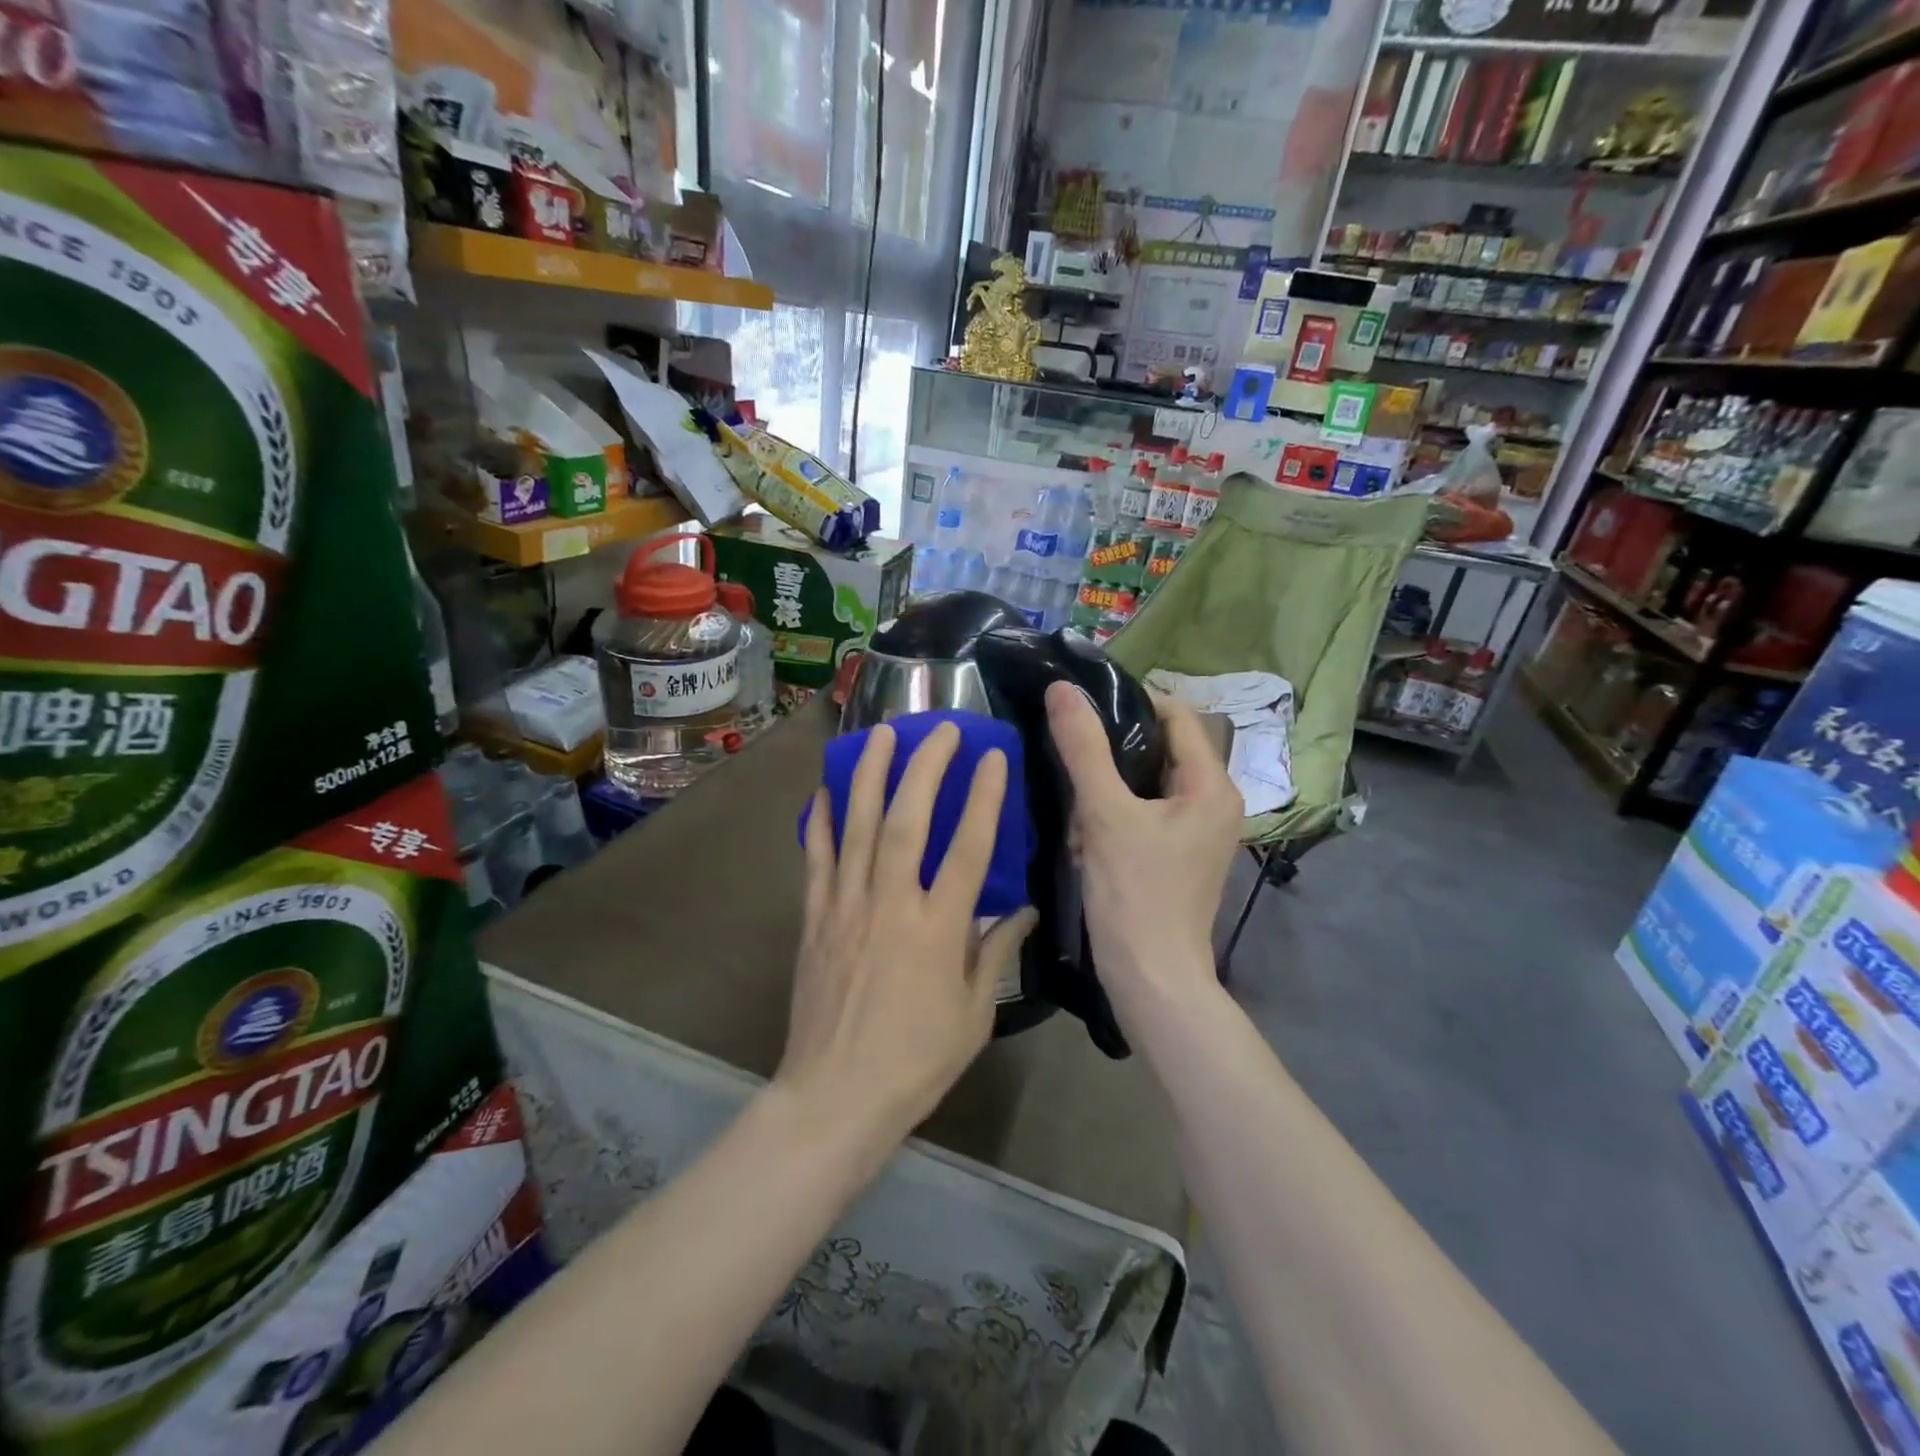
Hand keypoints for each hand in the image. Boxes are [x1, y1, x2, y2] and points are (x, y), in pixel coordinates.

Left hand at [780, 721, 1036, 1148]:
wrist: (836, 1096)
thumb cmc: (916, 1060)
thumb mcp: (975, 1014)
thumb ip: (997, 953)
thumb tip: (1026, 910)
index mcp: (938, 929)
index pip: (968, 848)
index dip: (983, 797)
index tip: (993, 757)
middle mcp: (891, 904)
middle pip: (908, 819)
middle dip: (925, 767)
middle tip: (939, 729)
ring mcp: (846, 906)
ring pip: (858, 826)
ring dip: (869, 774)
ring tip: (879, 734)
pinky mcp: (814, 918)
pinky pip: (817, 858)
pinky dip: (821, 820)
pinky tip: (826, 789)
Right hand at [1045, 681, 1241, 1003]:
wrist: (1151, 980)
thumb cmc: (1135, 894)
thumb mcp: (1105, 814)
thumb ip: (1084, 748)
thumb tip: (1062, 690)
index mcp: (1211, 785)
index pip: (1176, 715)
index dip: (1130, 702)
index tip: (1082, 706)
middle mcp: (1214, 803)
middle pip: (1160, 750)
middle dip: (1113, 752)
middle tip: (1071, 755)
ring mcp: (1198, 833)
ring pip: (1147, 785)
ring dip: (1108, 787)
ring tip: (1074, 801)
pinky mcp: (1178, 856)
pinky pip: (1145, 815)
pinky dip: (1114, 815)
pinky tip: (1084, 834)